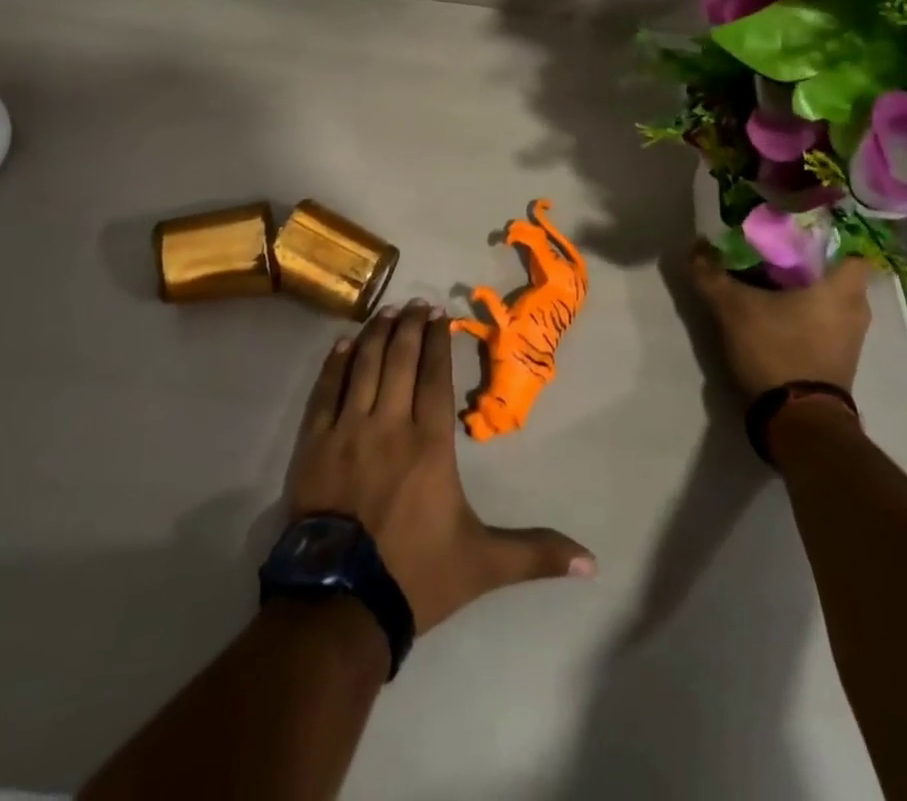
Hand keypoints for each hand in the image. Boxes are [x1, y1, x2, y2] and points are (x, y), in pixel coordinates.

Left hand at [286, 302, 594, 632]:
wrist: (341, 604)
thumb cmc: (415, 574)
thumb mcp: (483, 563)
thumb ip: (535, 553)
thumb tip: (592, 563)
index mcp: (430, 443)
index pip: (435, 375)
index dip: (438, 340)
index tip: (440, 313)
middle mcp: (390, 423)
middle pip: (400, 360)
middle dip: (410, 326)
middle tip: (415, 303)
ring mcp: (348, 430)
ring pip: (364, 367)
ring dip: (376, 335)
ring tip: (386, 312)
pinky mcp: (314, 444)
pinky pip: (325, 391)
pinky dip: (334, 364)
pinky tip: (342, 345)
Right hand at [689, 243, 872, 405]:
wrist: (797, 421)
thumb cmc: (776, 350)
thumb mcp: (733, 308)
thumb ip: (711, 274)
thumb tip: (696, 245)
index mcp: (842, 288)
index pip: (851, 246)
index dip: (826, 234)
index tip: (794, 229)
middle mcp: (857, 309)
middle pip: (836, 271)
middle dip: (808, 261)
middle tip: (773, 250)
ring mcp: (851, 337)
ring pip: (831, 298)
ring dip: (807, 289)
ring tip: (770, 278)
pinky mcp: (840, 359)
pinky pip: (827, 321)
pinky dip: (807, 313)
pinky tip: (777, 310)